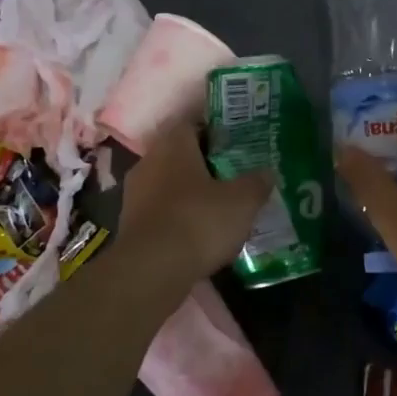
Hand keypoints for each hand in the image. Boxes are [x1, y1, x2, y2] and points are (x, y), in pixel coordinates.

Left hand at [117, 121, 271, 281]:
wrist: (151, 271)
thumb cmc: (198, 221)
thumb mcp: (242, 202)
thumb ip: (256, 183)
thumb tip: (267, 172)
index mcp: (173, 146)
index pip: (191, 124)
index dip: (214, 132)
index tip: (235, 144)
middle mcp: (149, 163)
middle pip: (179, 155)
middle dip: (204, 164)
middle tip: (232, 175)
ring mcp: (134, 195)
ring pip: (168, 185)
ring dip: (189, 193)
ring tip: (218, 207)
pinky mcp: (130, 226)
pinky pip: (160, 212)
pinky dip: (178, 218)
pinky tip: (198, 233)